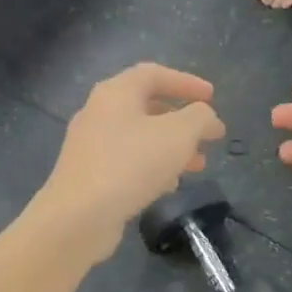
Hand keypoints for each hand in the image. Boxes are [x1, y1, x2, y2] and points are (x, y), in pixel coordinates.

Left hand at [37, 63, 225, 266]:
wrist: (78, 217)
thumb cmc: (131, 165)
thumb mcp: (178, 135)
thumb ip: (199, 118)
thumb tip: (207, 117)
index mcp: (116, 93)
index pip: (154, 74)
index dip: (187, 82)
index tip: (212, 97)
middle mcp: (99, 112)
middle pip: (147, 107)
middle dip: (183, 121)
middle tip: (208, 137)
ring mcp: (90, 145)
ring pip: (139, 138)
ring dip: (172, 148)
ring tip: (198, 165)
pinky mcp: (89, 175)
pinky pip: (127, 162)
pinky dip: (152, 168)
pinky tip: (169, 186)